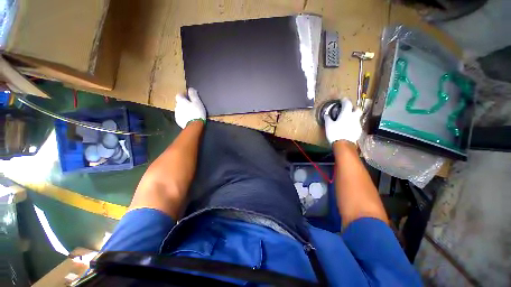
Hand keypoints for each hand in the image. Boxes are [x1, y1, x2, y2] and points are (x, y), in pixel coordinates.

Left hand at [175, 87, 206, 128]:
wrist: (194, 125)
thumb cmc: (197, 112)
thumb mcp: (197, 102)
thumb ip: (193, 95)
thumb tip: (190, 88)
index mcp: (181, 101)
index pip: (179, 95)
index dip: (183, 94)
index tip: (188, 96)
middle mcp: (176, 106)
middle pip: (179, 102)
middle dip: (184, 103)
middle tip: (191, 105)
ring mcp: (177, 114)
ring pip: (180, 110)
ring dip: (184, 110)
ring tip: (191, 112)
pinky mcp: (178, 121)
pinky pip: (181, 116)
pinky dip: (184, 116)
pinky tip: (189, 118)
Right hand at [324, 97, 361, 144]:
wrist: (344, 144)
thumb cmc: (335, 133)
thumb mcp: (328, 125)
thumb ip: (327, 118)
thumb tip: (326, 115)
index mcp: (346, 114)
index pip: (347, 103)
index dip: (345, 100)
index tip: (342, 100)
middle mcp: (353, 117)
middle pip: (357, 109)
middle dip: (353, 107)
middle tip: (348, 109)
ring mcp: (357, 124)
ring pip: (357, 117)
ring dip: (353, 116)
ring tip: (348, 119)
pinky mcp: (359, 130)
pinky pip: (357, 124)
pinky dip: (353, 124)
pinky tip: (349, 127)